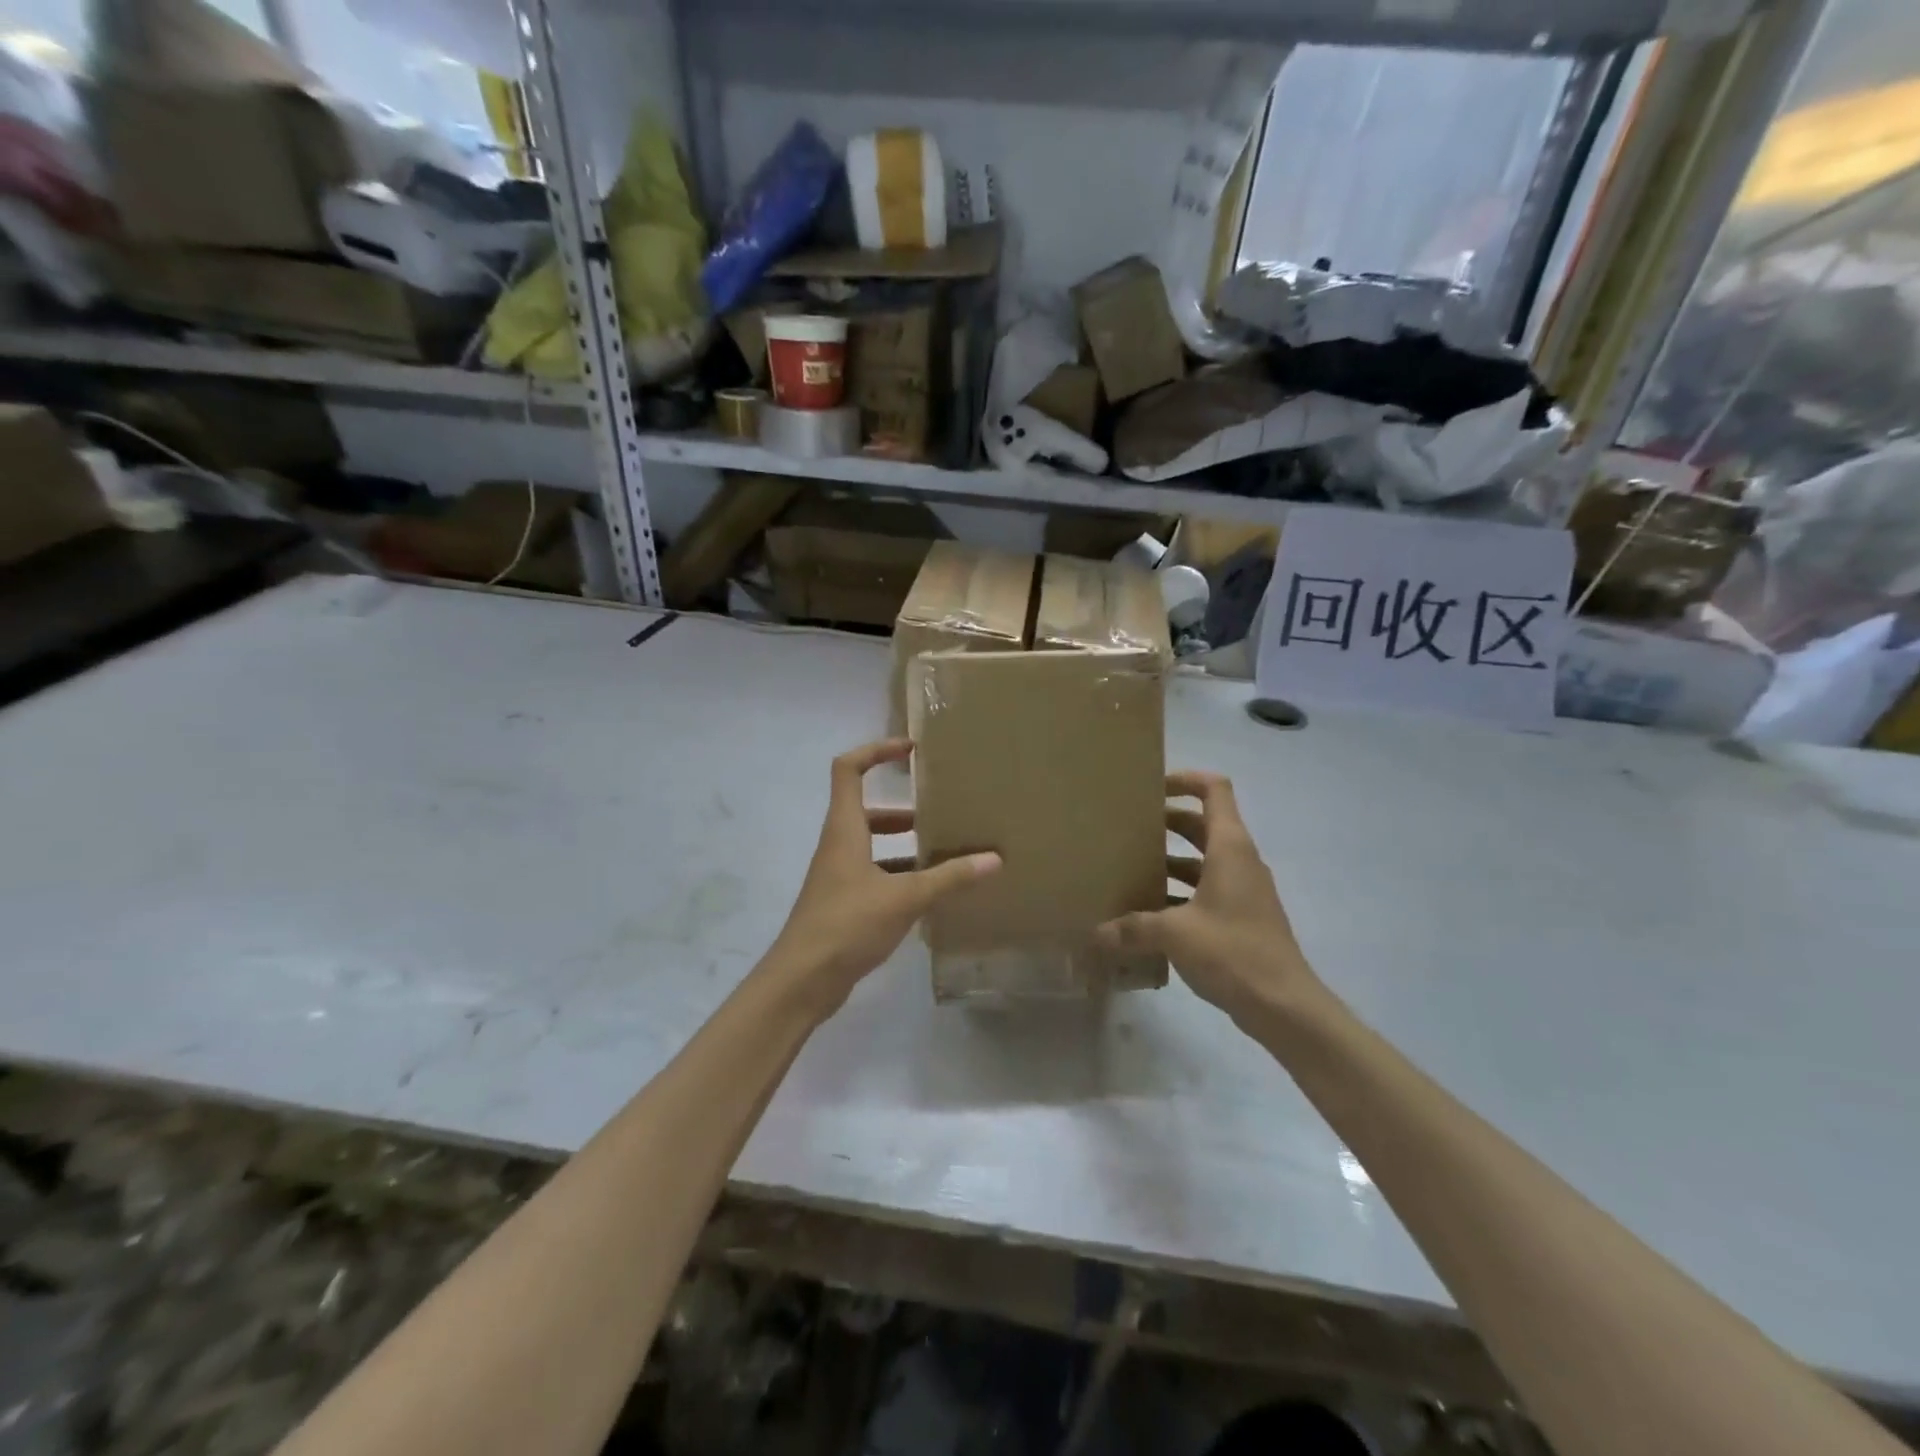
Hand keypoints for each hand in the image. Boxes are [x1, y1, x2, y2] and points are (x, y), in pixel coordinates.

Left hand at [765, 739, 1000, 1018]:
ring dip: (903, 844)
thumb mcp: (905, 897)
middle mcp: (838, 845)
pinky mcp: (843, 903)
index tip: (910, 750)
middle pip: (865, 809)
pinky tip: (929, 892)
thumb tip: (994, 859)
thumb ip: (949, 878)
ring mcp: (838, 876)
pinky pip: (875, 875)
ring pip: (872, 845)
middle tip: (940, 811)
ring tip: (944, 850)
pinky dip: (900, 875)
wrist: (801, 981)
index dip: (876, 751)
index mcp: (845, 829)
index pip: (848, 769)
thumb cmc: (847, 924)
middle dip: (901, 807)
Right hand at [1096, 771, 1319, 1027]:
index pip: (1214, 790)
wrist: (1284, 1005)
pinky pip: (1205, 891)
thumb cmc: (1233, 952)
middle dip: (1166, 822)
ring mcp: (1243, 890)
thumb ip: (1133, 927)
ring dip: (1170, 861)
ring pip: (1202, 861)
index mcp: (1230, 848)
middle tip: (1127, 829)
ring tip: (1129, 870)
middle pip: (1202, 824)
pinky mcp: (1241, 918)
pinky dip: (1179, 894)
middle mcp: (1239, 861)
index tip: (1151, 788)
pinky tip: (1148, 914)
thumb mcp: (1175, 934)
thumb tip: (1096, 933)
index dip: (1185, 779)